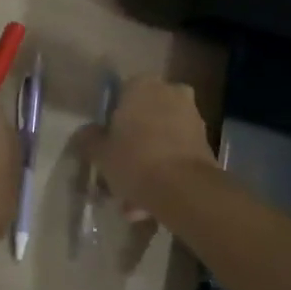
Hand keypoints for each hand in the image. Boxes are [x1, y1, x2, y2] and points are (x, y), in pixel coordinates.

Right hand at [71, 75, 217, 221]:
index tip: (105, 144)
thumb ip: (89, 139)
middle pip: (143, 118)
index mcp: (143, 84)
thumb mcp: (100, 152)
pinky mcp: (205, 143)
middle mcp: (170, 92)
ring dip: (147, 164)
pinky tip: (149, 205)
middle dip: (131, 145)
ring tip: (131, 202)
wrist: (184, 189)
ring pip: (160, 139)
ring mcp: (191, 117)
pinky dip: (164, 173)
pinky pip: (176, 155)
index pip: (121, 94)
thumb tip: (84, 134)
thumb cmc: (135, 159)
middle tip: (117, 173)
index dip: (111, 121)